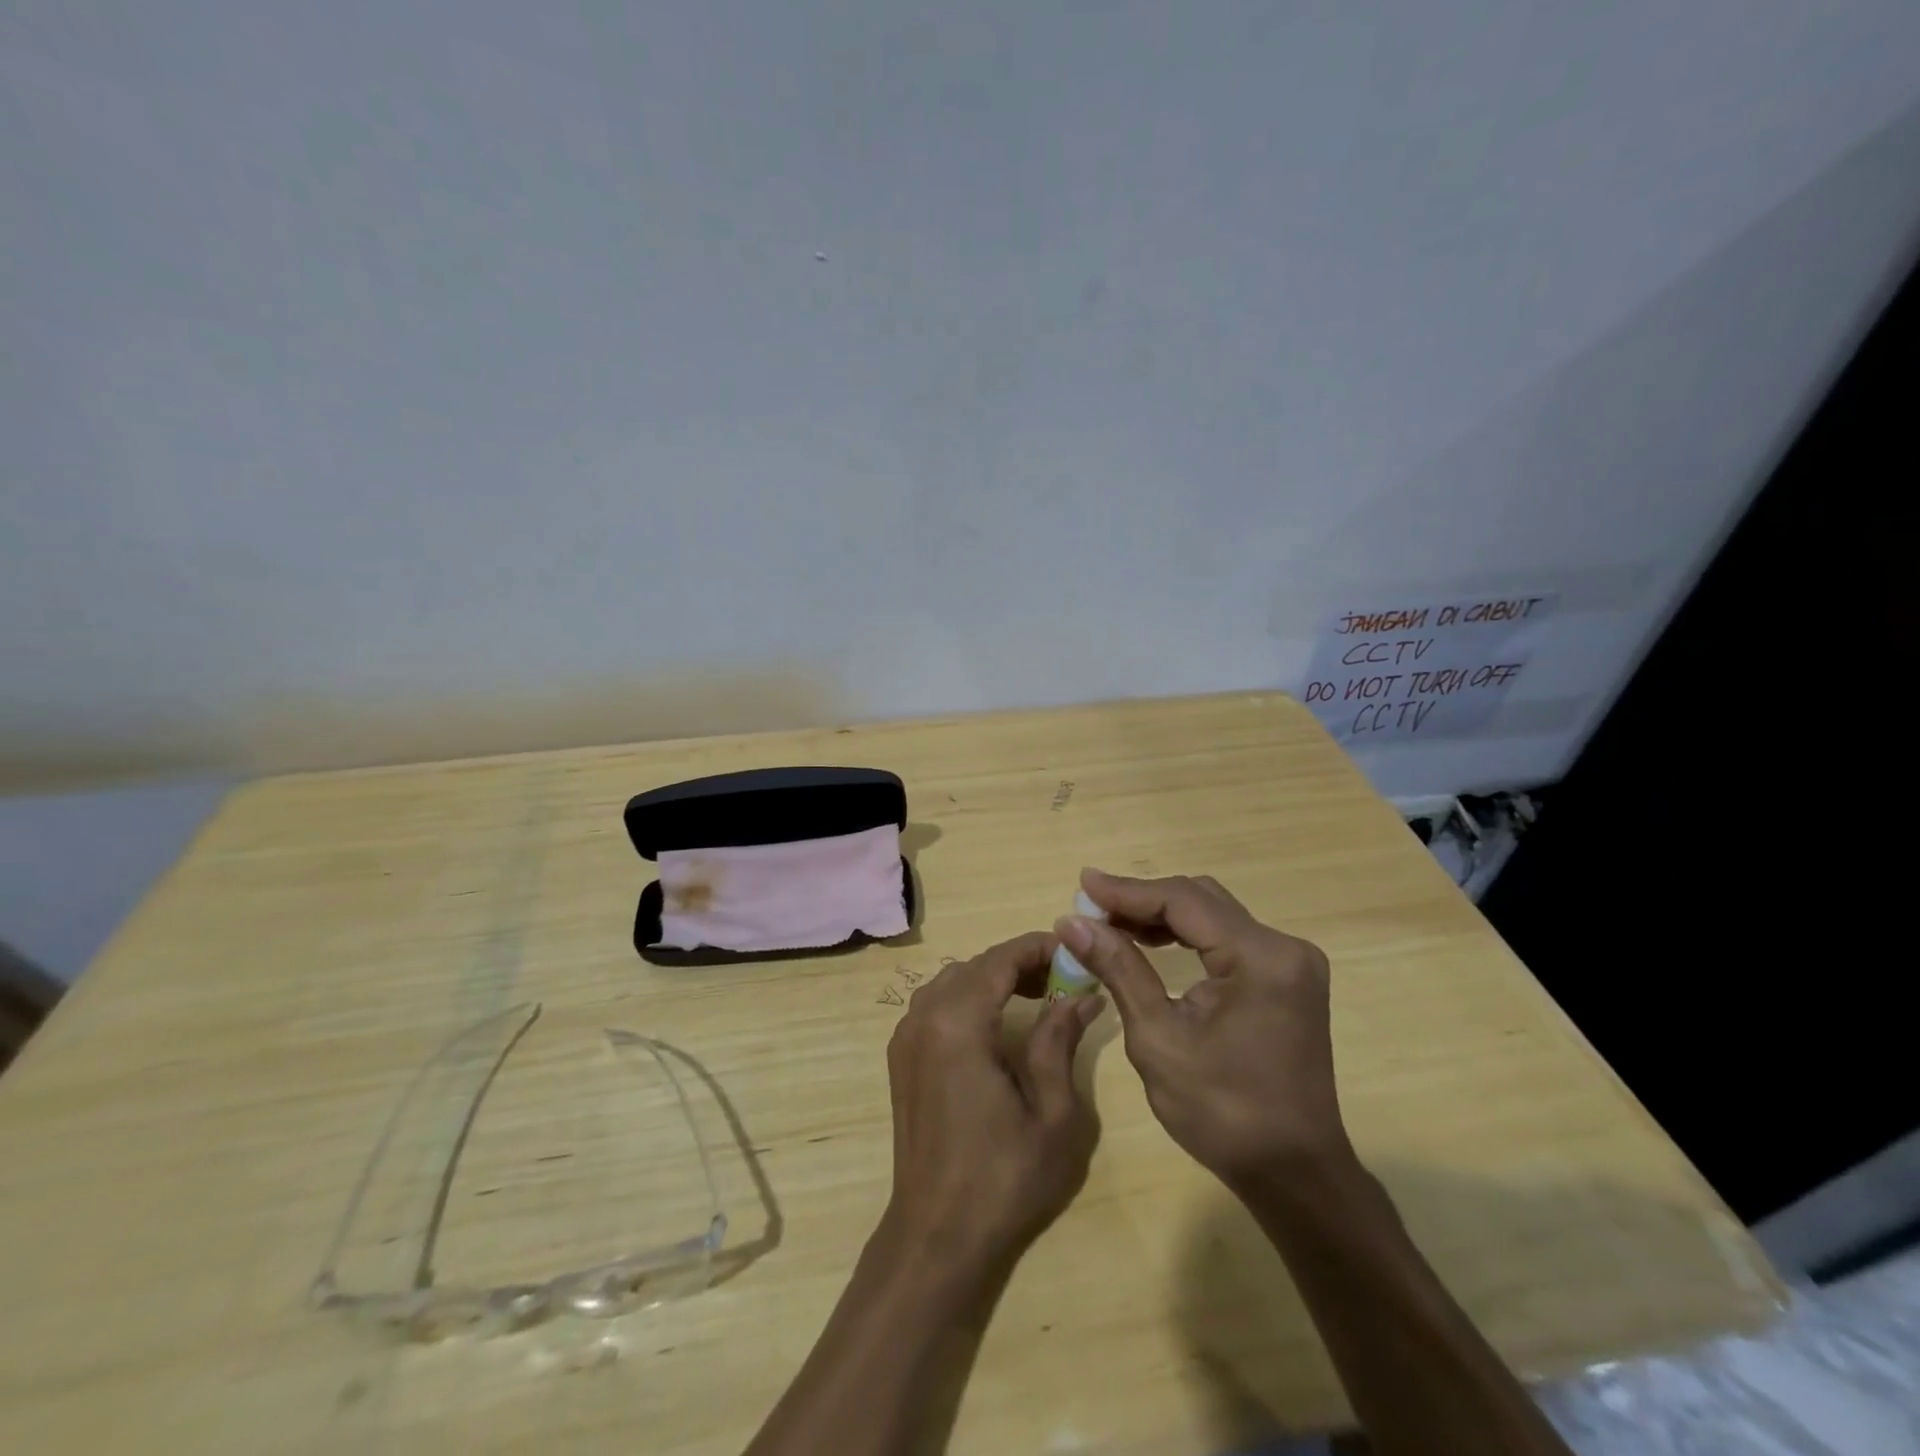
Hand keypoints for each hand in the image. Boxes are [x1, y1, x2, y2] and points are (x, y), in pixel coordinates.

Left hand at [881, 931, 1104, 1272]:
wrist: (937, 1235)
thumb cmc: (1003, 1177)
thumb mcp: (1052, 1113)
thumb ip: (1060, 1041)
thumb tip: (1082, 997)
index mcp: (957, 1024)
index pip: (999, 959)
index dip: (1038, 947)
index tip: (1076, 951)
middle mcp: (923, 1018)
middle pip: (975, 966)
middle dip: (1019, 963)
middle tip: (1064, 979)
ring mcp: (905, 1037)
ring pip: (952, 981)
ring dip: (993, 978)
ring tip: (1037, 996)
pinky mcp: (901, 1058)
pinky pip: (935, 1005)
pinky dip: (968, 998)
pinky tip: (996, 1024)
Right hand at [1056, 869, 1349, 1190]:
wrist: (1293, 1173)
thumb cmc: (1222, 1113)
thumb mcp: (1157, 1038)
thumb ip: (1118, 969)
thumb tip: (1072, 923)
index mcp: (1260, 958)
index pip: (1183, 901)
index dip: (1127, 890)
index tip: (1081, 884)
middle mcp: (1283, 947)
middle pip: (1200, 899)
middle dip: (1142, 900)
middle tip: (1091, 908)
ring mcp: (1290, 962)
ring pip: (1213, 915)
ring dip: (1161, 915)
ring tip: (1110, 923)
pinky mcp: (1286, 978)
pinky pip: (1227, 938)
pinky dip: (1186, 936)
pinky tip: (1150, 942)